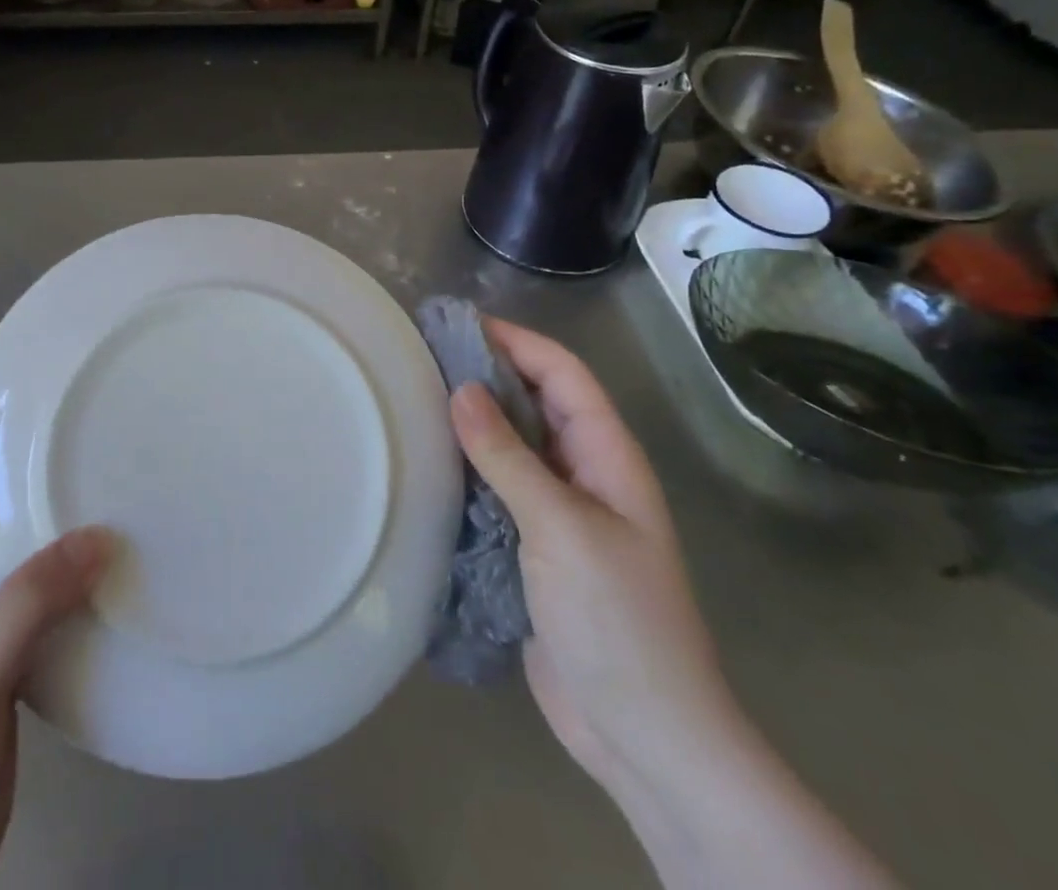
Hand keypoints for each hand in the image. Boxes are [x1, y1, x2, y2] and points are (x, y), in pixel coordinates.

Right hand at [451, 319, 894, 889]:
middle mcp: (584, 473)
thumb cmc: (617, 619)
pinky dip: (465, 468)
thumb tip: (461, 389)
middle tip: (422, 355)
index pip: (563, 374)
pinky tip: (426, 462)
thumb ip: (509, 457)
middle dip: (487, 373)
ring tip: (414, 398)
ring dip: (472, 421)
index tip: (458, 323)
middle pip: (535, 402)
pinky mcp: (533, 547)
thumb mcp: (562, 528)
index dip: (516, 341)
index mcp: (608, 456)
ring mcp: (559, 513)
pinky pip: (497, 489)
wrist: (643, 735)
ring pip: (513, 446)